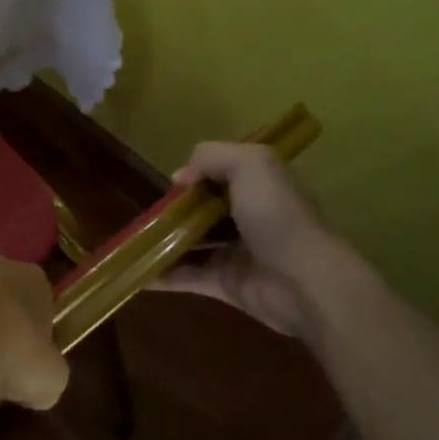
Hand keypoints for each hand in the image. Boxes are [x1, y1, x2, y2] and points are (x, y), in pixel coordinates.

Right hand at [157, 142, 362, 340]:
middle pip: (204, 208)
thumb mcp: (250, 163)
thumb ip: (211, 156)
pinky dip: (164, 275)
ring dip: (165, 241)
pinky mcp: (227, 283)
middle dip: (175, 209)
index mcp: (260, 185)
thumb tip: (181, 178)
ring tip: (134, 240)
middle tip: (148, 213)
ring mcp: (237, 251)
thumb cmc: (277, 216)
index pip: (223, 173)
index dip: (197, 174)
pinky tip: (138, 273)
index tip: (175, 183)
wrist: (304, 282)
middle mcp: (249, 215)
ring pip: (193, 242)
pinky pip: (189, 276)